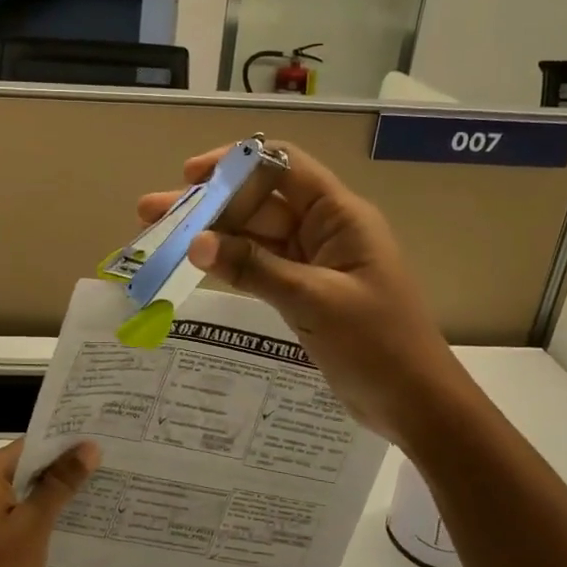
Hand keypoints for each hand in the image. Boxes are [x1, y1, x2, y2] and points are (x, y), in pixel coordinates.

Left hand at [0, 439, 100, 566]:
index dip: (65, 448)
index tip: (99, 452)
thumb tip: (88, 446)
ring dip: (44, 500)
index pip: (30, 446)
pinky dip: (26, 520)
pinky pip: (3, 516)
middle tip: (101, 478)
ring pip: (13, 494)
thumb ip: (60, 484)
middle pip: (21, 468)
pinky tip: (53, 535)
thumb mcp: (34, 526)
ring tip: (87, 505)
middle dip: (58, 475)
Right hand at [137, 143, 453, 441]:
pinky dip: (227, 264)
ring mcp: (312, 262)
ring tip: (157, 236)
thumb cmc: (377, 344)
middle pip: (258, 201)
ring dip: (210, 234)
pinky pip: (259, 266)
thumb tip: (195, 243)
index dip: (235, 163)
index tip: (190, 178)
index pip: (282, 166)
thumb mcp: (313, 301)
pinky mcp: (303, 291)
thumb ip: (253, 268)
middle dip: (207, 204)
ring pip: (253, 235)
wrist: (415, 403)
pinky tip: (192, 264)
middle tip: (151, 213)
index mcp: (339, 216)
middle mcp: (324, 229)